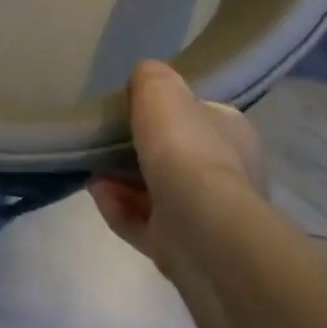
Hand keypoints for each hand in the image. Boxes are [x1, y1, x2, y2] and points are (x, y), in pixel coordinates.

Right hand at [88, 61, 267, 272]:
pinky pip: (144, 224)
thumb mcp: (161, 90)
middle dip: (137, 151)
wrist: (201, 227)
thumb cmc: (185, 148)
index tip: (132, 111)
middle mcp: (229, 174)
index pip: (199, 115)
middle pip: (175, 156)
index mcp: (233, 133)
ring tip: (93, 171)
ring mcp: (207, 217)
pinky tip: (98, 194)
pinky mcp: (185, 250)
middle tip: (105, 143)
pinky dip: (119, 208)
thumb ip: (151, 77)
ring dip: (121, 181)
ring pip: (157, 193)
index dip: (166, 112)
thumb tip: (145, 79)